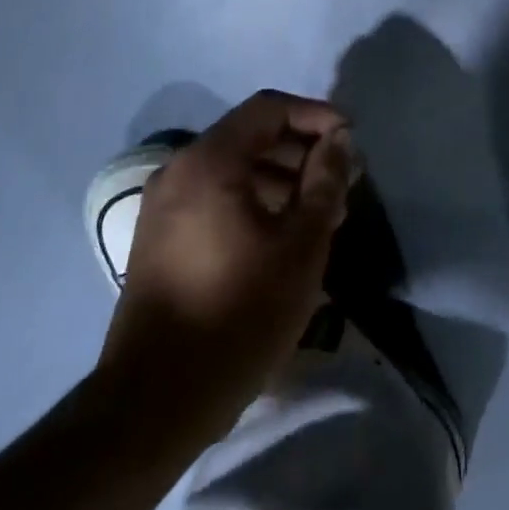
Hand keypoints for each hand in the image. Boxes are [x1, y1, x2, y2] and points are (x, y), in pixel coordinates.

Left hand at [101, 90, 352, 421]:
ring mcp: (164, 204)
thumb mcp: (300, 244)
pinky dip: (254, 201)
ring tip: (323, 214)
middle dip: (302, 152)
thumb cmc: (239, 313)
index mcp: (209, 161)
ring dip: (282, 179)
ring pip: (235, 169)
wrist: (157, 400)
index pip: (269, 108)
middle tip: (343, 182)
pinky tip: (284, 236)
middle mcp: (179, 170)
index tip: (351, 140)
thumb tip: (338, 140)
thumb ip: (324, 181)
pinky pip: (216, 197)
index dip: (316, 116)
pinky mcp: (160, 237)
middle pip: (251, 136)